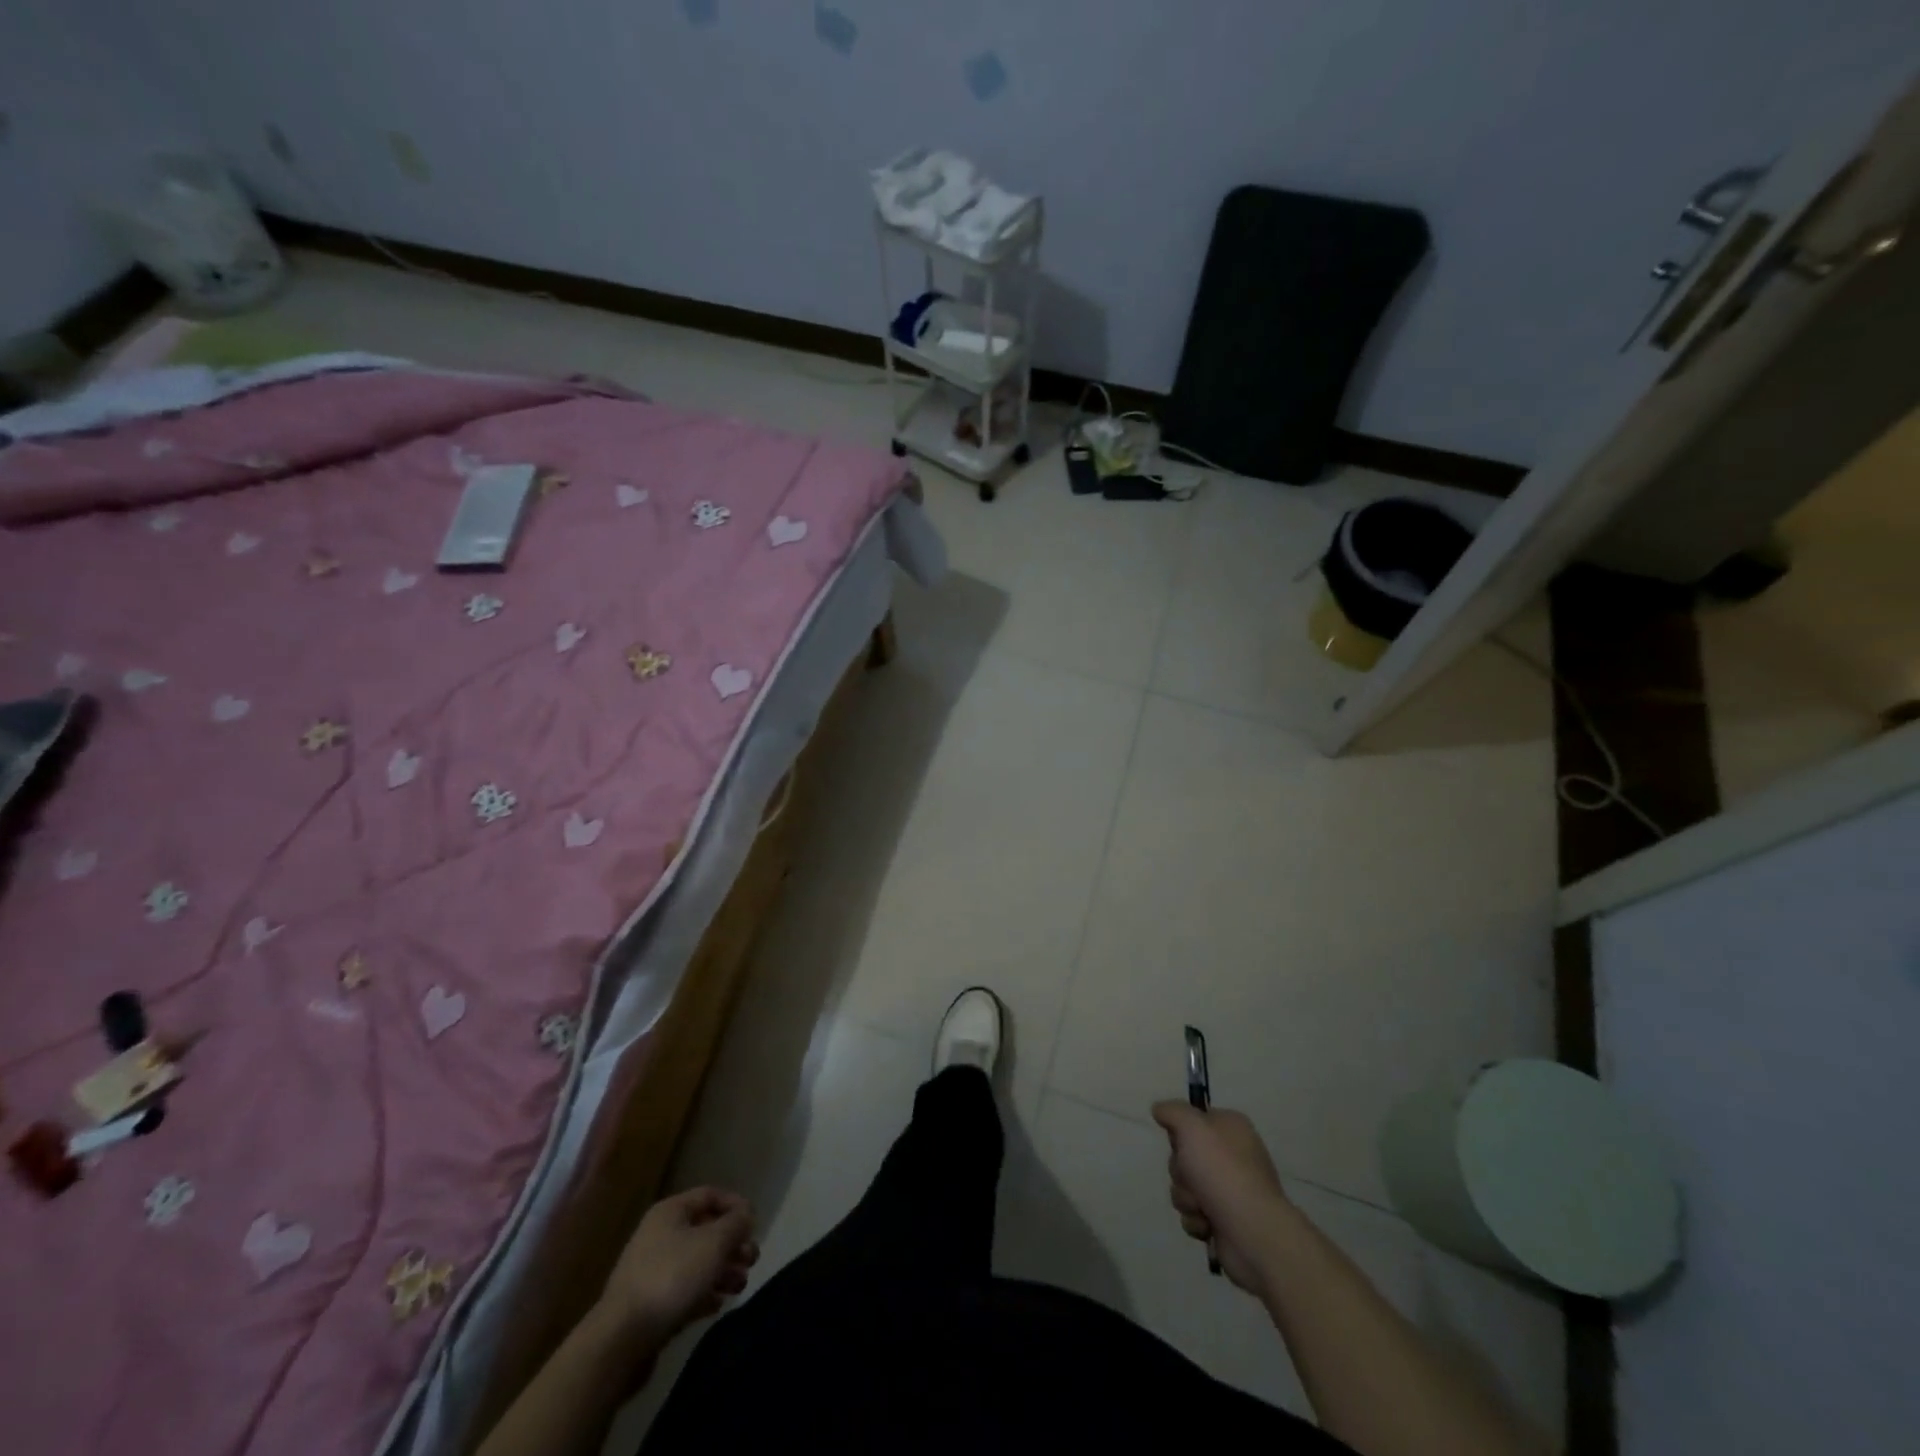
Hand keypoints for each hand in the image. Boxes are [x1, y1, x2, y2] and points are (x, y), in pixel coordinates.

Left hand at [599, 1187, 759, 1344]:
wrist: (621, 1340)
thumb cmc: (672, 1278)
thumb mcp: (714, 1243)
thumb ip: (736, 1224)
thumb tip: (746, 1215)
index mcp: (671, 1212)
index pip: (710, 1195)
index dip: (736, 1205)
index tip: (755, 1224)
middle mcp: (660, 1235)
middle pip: (706, 1231)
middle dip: (733, 1244)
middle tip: (751, 1260)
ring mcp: (653, 1271)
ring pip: (698, 1262)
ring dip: (723, 1271)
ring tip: (740, 1286)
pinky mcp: (651, 1305)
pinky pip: (685, 1290)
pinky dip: (704, 1294)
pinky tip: (717, 1305)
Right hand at [1151, 1102, 1295, 1296]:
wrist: (1254, 1233)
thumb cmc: (1223, 1172)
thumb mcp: (1192, 1127)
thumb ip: (1173, 1111)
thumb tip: (1159, 1109)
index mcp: (1231, 1129)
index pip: (1194, 1119)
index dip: (1181, 1131)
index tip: (1180, 1141)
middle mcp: (1232, 1156)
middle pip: (1184, 1155)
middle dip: (1180, 1170)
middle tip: (1192, 1177)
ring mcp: (1229, 1190)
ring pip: (1185, 1185)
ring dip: (1186, 1197)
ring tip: (1203, 1207)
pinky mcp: (1224, 1220)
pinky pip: (1193, 1214)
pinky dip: (1196, 1220)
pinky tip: (1208, 1225)